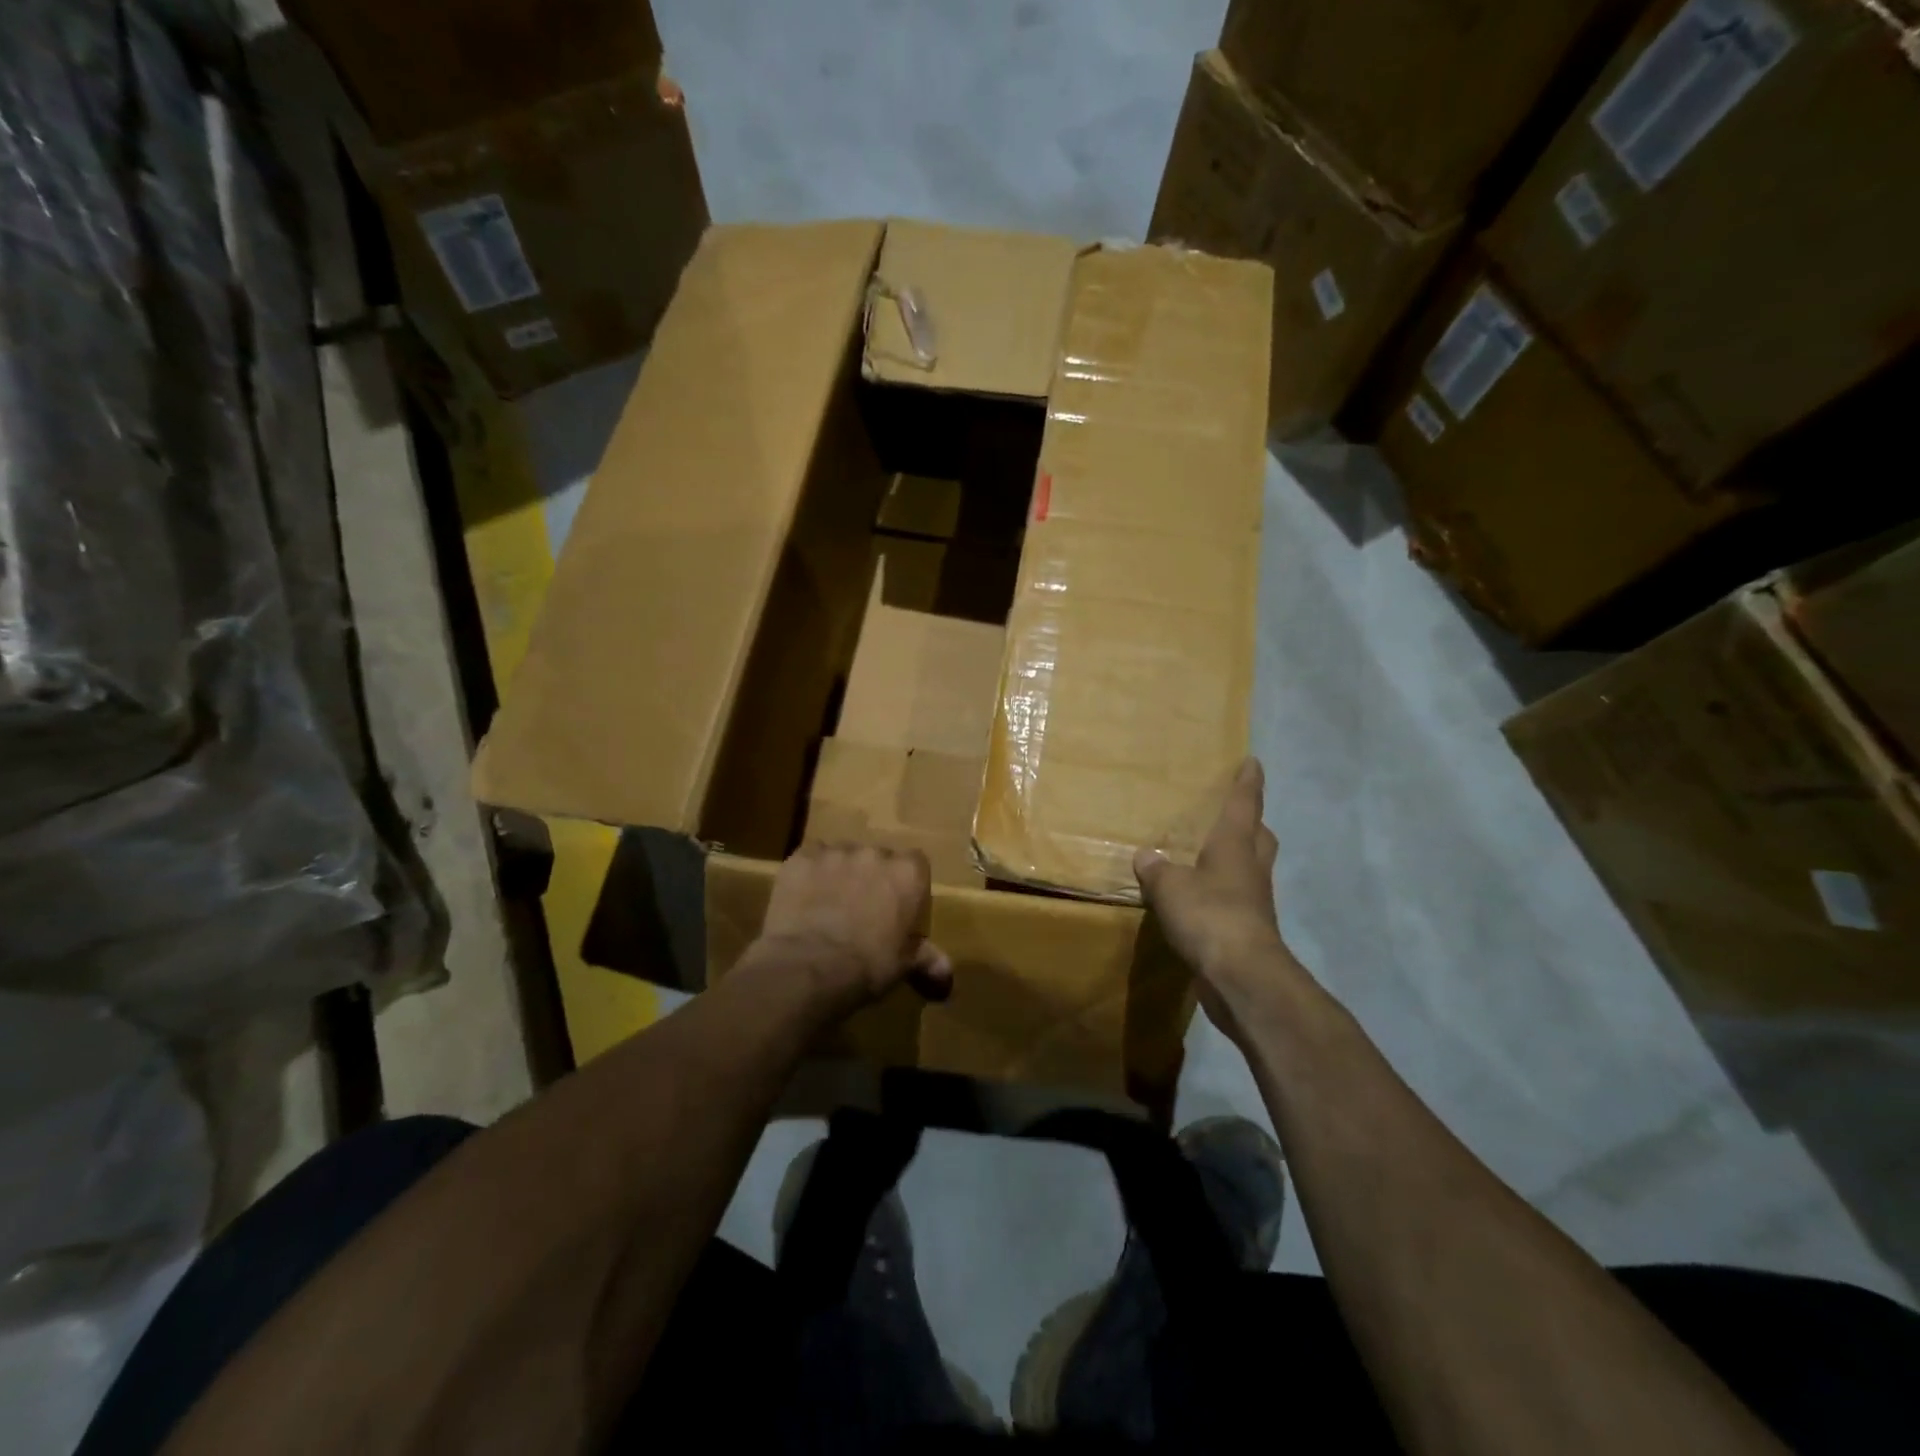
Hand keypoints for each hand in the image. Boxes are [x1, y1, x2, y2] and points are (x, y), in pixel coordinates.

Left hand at [753, 843, 952, 1014]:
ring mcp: (836, 852)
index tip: (898, 908)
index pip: (916, 865)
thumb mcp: (904, 965)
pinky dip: (809, 876)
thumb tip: (947, 974)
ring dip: (840, 875)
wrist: (809, 966)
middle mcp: (875, 853)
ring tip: (828, 908)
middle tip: (861, 911)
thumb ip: (928, 959)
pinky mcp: (802, 857)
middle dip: (871, 879)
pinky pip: (810, 860)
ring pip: (842, 857)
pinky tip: (803, 901)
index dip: (906, 886)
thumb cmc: (868, 965)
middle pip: (878, 859)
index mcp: (908, 873)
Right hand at [1135, 758, 1296, 1037]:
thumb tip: (1146, 856)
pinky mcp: (1248, 932)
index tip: (1253, 762)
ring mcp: (1254, 903)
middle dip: (1252, 823)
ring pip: (1251, 870)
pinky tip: (1202, 901)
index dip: (1248, 783)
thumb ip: (1157, 870)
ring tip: (1212, 857)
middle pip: (1259, 838)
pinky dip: (1223, 895)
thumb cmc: (1209, 916)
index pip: (1245, 805)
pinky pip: (1237, 903)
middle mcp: (1250, 869)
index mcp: (1235, 847)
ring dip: (1239, 860)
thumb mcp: (1170, 887)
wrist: (1241, 976)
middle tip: (1236, 814)